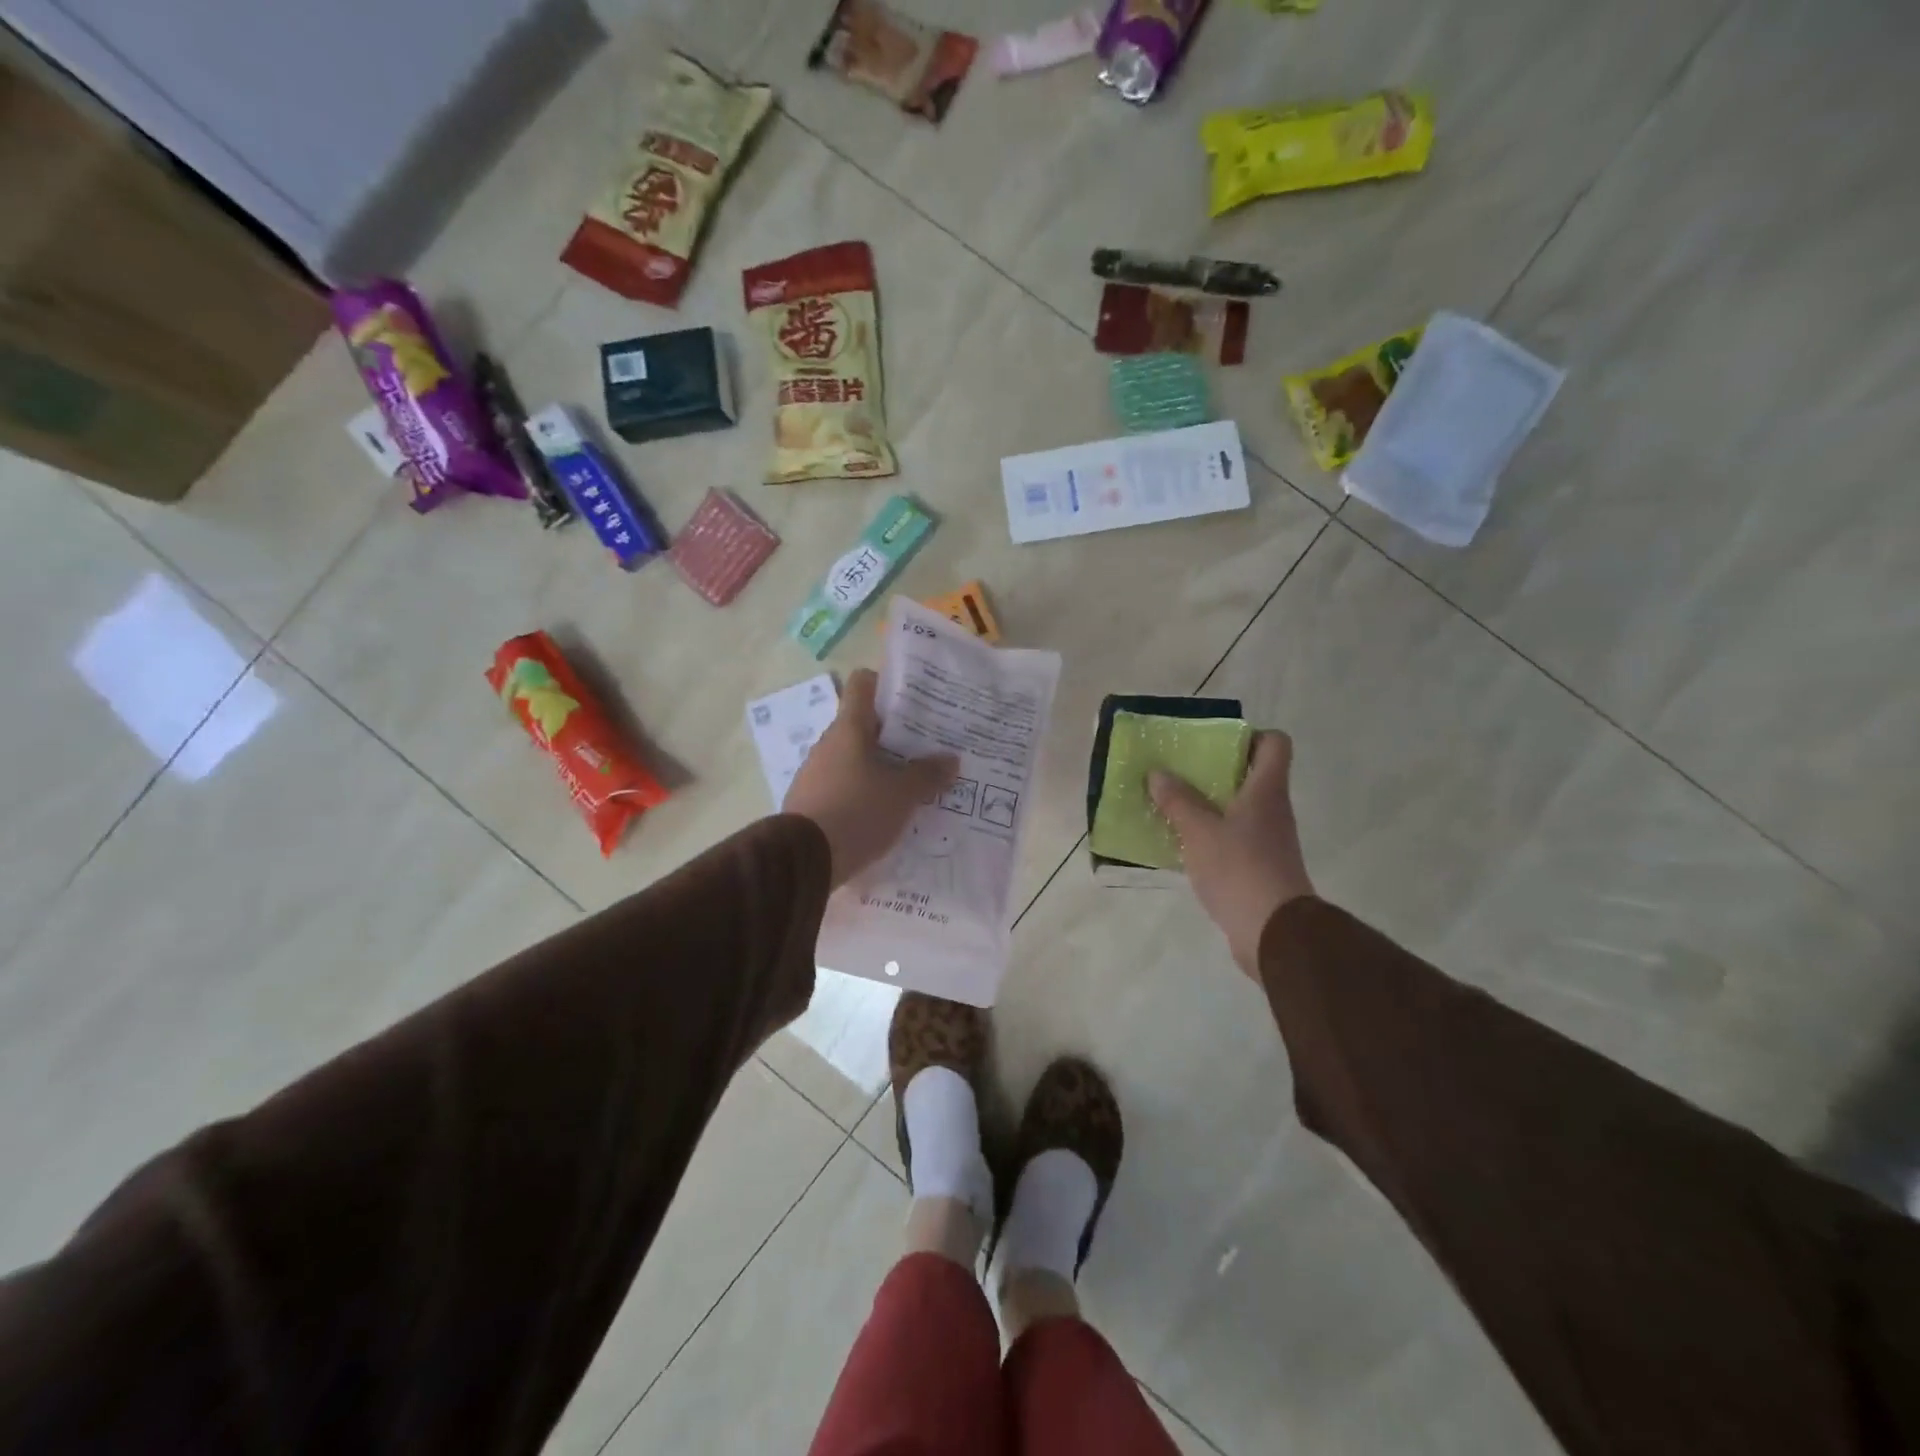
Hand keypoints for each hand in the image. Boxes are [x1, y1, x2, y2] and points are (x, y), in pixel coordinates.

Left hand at [785, 669, 958, 887]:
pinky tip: (885, 812)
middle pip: (863, 724)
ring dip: (880, 767)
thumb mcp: (903, 795)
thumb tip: (951, 759)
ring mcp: (816, 773)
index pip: (863, 684)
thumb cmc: (858, 811)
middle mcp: (828, 743)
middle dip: (895, 735)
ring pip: (854, 758)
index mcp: (849, 728)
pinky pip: (844, 786)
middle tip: (927, 748)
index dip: (887, 684)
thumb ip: (928, 774)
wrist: (804, 860)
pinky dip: (864, 792)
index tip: (914, 699)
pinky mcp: (811, 802)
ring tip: (911, 784)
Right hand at [1148, 731, 1314, 976]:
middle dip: (1214, 770)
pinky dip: (1210, 835)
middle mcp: (1273, 810)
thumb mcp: (1199, 830)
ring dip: (1208, 804)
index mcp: (1266, 790)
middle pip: (1251, 775)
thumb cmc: (1239, 868)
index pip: (1274, 743)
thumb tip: (1158, 773)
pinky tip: (1182, 843)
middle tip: (1180, 771)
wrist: (1273, 933)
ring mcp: (1268, 841)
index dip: (1249, 736)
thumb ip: (1178, 800)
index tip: (1215, 743)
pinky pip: (1233, 839)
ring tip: (1172, 805)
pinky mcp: (1259, 868)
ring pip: (1238, 808)